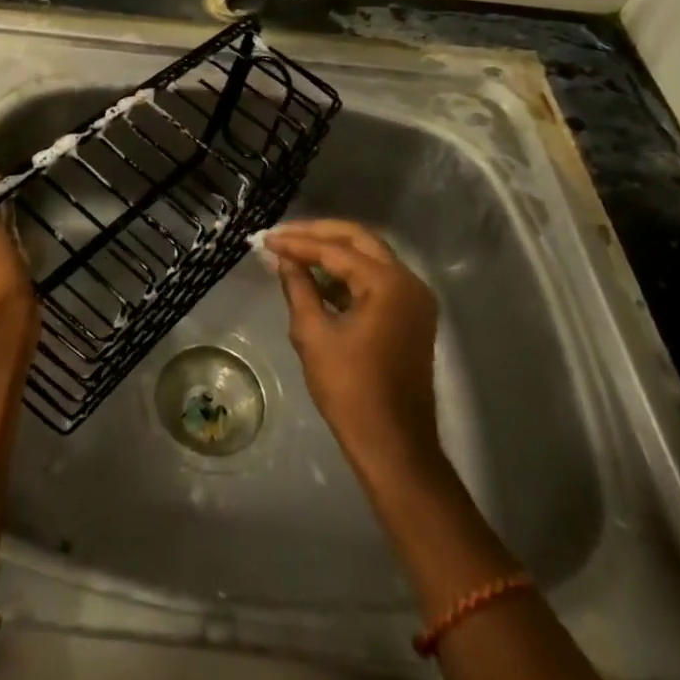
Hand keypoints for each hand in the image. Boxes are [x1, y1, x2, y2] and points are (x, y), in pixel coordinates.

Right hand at [265, 219, 442, 472]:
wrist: (393, 445)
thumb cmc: (350, 391)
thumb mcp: (313, 335)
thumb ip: (298, 288)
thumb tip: (284, 260)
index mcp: (387, 284)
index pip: (335, 250)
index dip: (297, 242)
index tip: (265, 239)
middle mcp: (408, 282)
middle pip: (359, 240)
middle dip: (318, 234)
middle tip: (282, 236)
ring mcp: (414, 299)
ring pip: (370, 256)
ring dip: (332, 251)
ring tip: (293, 252)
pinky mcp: (411, 315)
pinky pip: (377, 279)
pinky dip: (347, 273)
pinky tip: (317, 277)